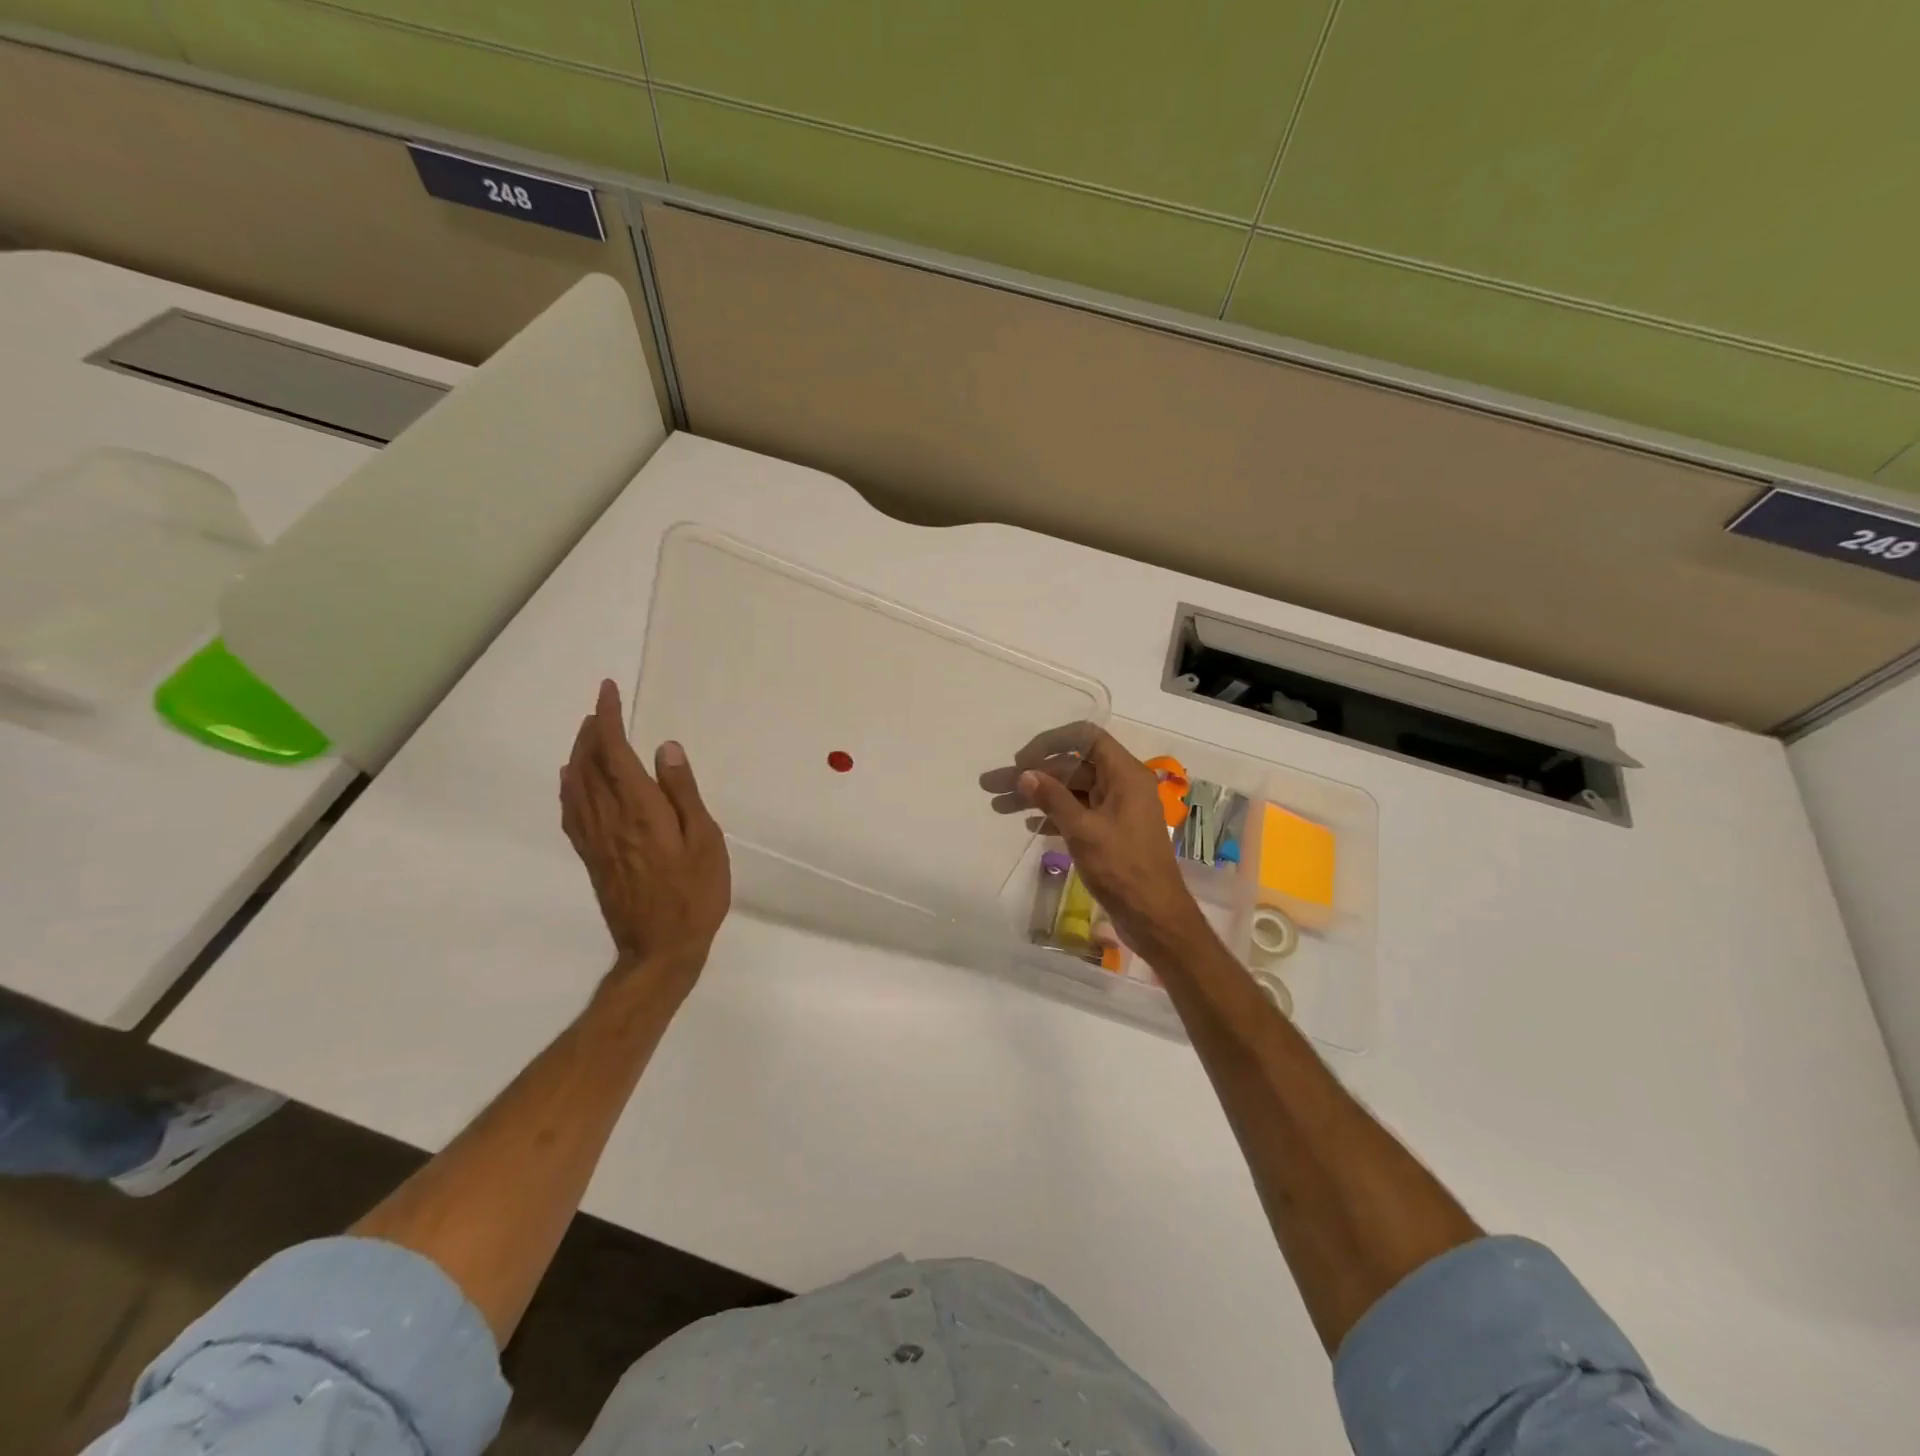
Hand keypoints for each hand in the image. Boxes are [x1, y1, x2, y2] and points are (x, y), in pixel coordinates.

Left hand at [560, 680, 730, 987]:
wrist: (660, 949)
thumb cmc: (695, 894)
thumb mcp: (705, 840)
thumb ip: (683, 793)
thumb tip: (665, 749)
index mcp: (640, 810)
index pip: (614, 752)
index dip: (608, 718)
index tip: (607, 690)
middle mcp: (609, 819)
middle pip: (589, 764)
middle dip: (592, 730)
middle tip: (601, 707)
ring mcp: (595, 839)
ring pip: (575, 785)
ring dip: (579, 753)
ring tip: (588, 734)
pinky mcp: (592, 857)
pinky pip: (571, 811)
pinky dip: (569, 786)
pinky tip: (571, 780)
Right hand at [1011, 725, 1209, 958]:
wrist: (1154, 917)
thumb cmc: (1122, 868)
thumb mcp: (1083, 831)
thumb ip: (1053, 799)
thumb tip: (1024, 775)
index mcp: (1125, 775)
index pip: (1086, 738)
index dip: (1051, 742)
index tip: (1022, 761)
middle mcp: (1122, 785)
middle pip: (1072, 767)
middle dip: (1032, 775)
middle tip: (992, 786)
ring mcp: (1116, 810)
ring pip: (1070, 792)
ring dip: (1037, 797)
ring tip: (998, 806)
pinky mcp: (1110, 833)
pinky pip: (1077, 813)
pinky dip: (1053, 816)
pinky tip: (1028, 825)